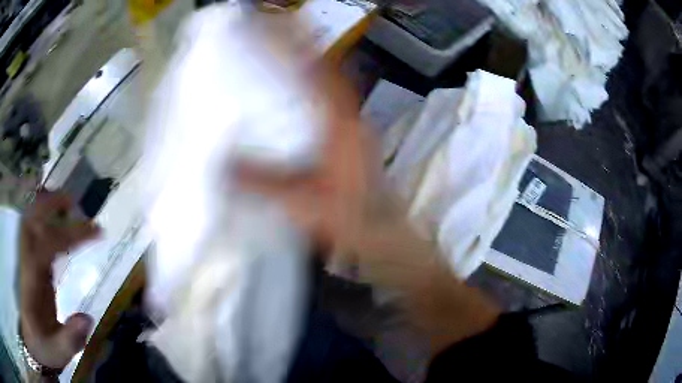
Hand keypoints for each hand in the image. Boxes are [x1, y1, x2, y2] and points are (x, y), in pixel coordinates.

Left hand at [19, 191, 99, 370]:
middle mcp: (28, 264)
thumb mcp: (59, 352)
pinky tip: (61, 231)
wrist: (31, 341)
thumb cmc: (42, 346)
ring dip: (48, 209)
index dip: (70, 235)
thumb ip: (71, 338)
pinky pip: (38, 236)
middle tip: (75, 202)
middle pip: (33, 221)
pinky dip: (48, 225)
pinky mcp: (32, 267)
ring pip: (33, 223)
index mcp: (33, 282)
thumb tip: (88, 317)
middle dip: (51, 205)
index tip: (95, 233)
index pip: (47, 246)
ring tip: (68, 207)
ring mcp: (28, 263)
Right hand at [238, 67, 499, 352]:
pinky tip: (282, 105)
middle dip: (298, 52)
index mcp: (342, 126)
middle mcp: (349, 120)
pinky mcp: (346, 146)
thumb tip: (220, 166)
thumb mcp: (302, 203)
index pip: (320, 71)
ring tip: (271, 63)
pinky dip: (303, 100)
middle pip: (323, 75)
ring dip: (301, 74)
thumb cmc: (351, 223)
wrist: (384, 244)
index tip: (282, 22)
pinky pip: (321, 112)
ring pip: (323, 92)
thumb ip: (261, 183)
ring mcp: (350, 132)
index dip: (301, 44)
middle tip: (269, 39)